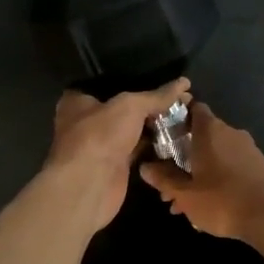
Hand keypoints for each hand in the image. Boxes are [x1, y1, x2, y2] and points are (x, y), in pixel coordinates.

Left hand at [46, 79, 191, 231]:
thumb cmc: (100, 136)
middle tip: (182, 98)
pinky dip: (155, 146)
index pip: (109, 83)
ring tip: (185, 113)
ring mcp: (101, 145)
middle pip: (124, 108)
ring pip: (133, 130)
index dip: (137, 80)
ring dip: (155, 125)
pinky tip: (178, 136)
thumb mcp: (130, 106)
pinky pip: (139, 150)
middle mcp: (87, 121)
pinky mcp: (115, 166)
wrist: (90, 186)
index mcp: (78, 101)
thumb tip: (184, 83)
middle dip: (151, 104)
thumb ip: (156, 96)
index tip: (164, 78)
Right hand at [137, 102, 263, 241]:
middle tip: (167, 184)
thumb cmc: (223, 200)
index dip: (176, 117)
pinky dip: (215, 179)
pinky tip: (207, 205)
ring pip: (214, 155)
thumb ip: (164, 179)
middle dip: (181, 157)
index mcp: (210, 131)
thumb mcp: (186, 194)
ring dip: (197, 173)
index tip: (161, 134)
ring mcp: (247, 149)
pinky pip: (230, 166)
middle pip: (200, 136)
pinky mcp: (259, 166)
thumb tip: (144, 166)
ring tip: (183, 203)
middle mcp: (230, 133)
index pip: (192, 109)